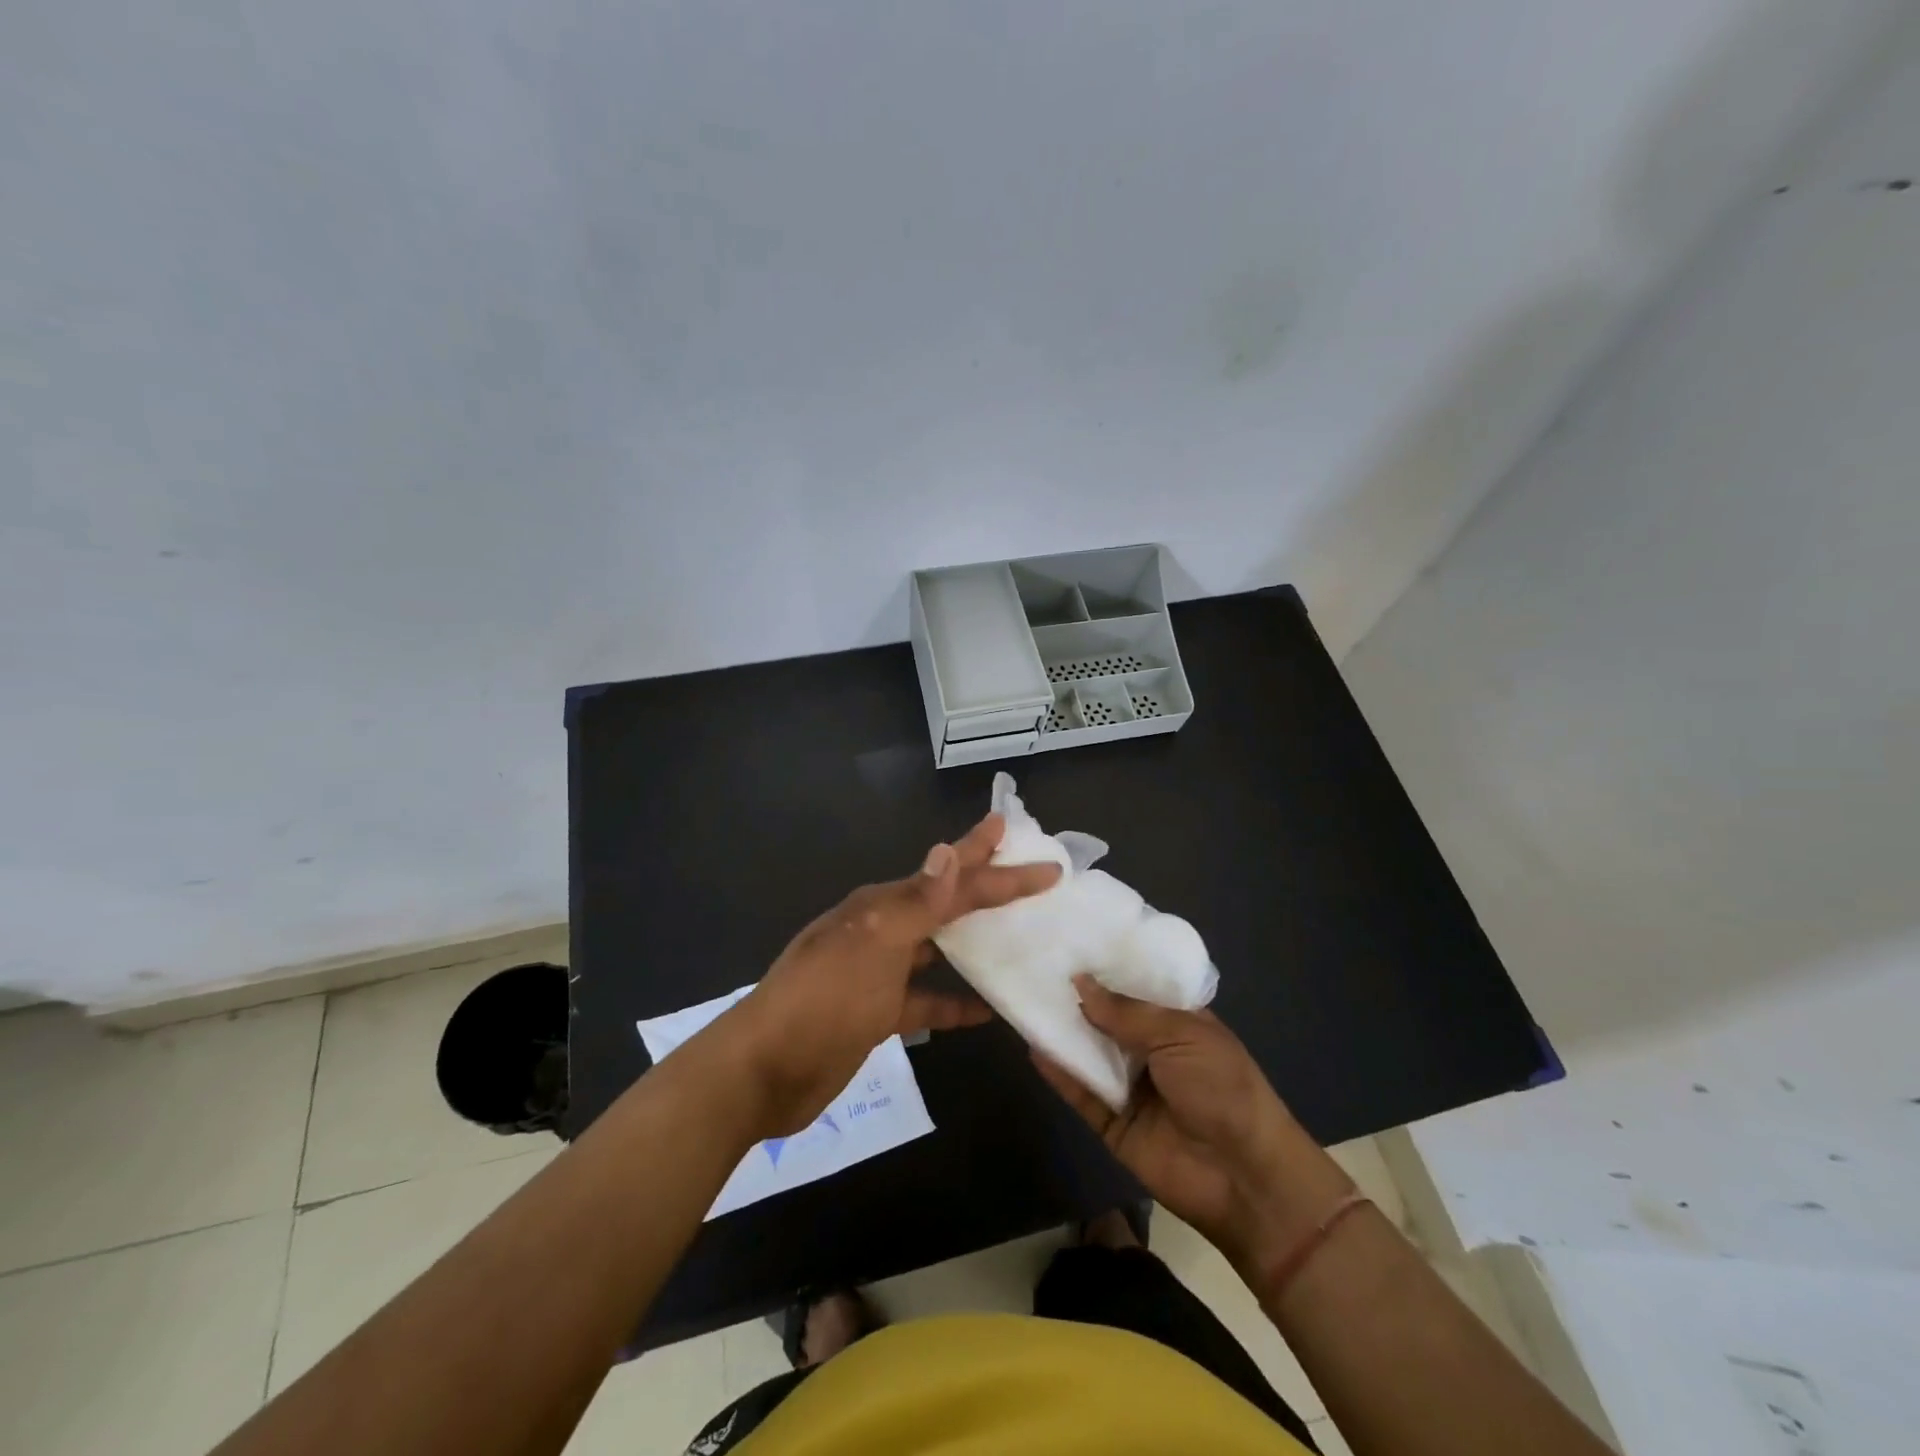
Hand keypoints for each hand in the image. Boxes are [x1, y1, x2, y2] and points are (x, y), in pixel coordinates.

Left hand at [728, 813, 1060, 1137]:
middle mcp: (883, 930)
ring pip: (939, 948)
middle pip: (946, 902)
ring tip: (1021, 936)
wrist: (763, 1071)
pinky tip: (988, 1010)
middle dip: (987, 886)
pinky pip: (928, 1000)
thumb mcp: (872, 946)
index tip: (1042, 858)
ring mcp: (880, 973)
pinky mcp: (879, 1013)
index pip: (951, 878)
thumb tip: (948, 850)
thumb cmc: (822, 1000)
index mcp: (882, 906)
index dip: (993, 862)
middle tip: (1032, 875)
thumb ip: (915, 903)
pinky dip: (956, 1002)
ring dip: (976, 940)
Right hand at [1035, 977, 1352, 1277]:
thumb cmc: (1224, 1089)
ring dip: (1063, 1032)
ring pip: (1090, 1054)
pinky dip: (1060, 1073)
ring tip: (1024, 998)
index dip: (1108, 968)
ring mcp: (1131, 1088)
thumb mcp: (1181, 1035)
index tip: (1071, 940)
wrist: (1245, 1179)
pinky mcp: (1113, 1124)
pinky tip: (1033, 1047)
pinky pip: (1082, 1094)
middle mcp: (1152, 1051)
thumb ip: (1127, 1013)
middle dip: (1078, 997)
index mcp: (1178, 1023)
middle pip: (1107, 1019)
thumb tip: (1080, 983)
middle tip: (1036, 965)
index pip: (1137, 987)